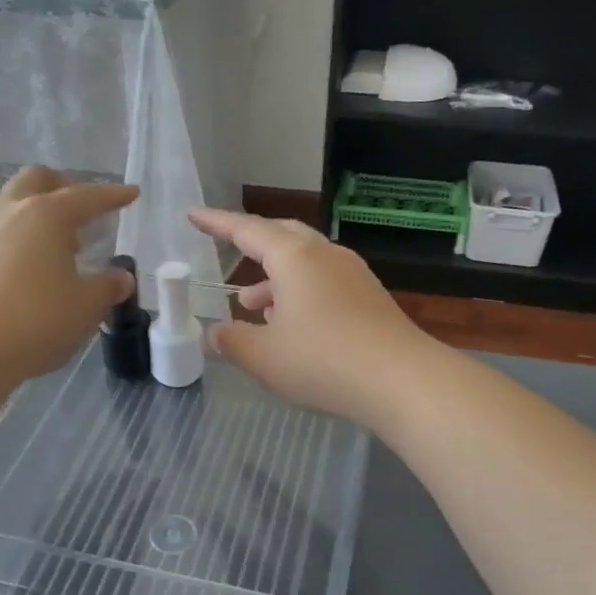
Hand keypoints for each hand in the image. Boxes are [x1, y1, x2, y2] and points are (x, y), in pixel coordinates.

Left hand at [0, 167, 137, 385]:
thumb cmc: (35, 320)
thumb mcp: (86, 307)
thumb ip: (107, 287)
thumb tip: (122, 278)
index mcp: (47, 215)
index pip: (87, 196)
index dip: (112, 195)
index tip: (131, 194)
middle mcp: (11, 212)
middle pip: (37, 180)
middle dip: (63, 187)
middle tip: (84, 212)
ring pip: (13, 204)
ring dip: (39, 214)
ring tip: (60, 246)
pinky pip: (0, 232)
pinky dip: (20, 238)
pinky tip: (32, 269)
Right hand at [188, 208, 436, 425]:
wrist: (402, 380)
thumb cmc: (324, 361)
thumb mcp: (264, 357)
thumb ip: (233, 341)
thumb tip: (216, 333)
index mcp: (294, 257)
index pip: (246, 230)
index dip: (216, 223)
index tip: (193, 214)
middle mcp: (324, 255)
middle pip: (281, 235)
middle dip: (252, 244)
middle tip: (229, 252)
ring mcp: (352, 274)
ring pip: (304, 262)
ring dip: (275, 278)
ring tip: (254, 307)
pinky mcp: (369, 296)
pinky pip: (324, 281)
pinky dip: (300, 293)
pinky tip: (293, 324)